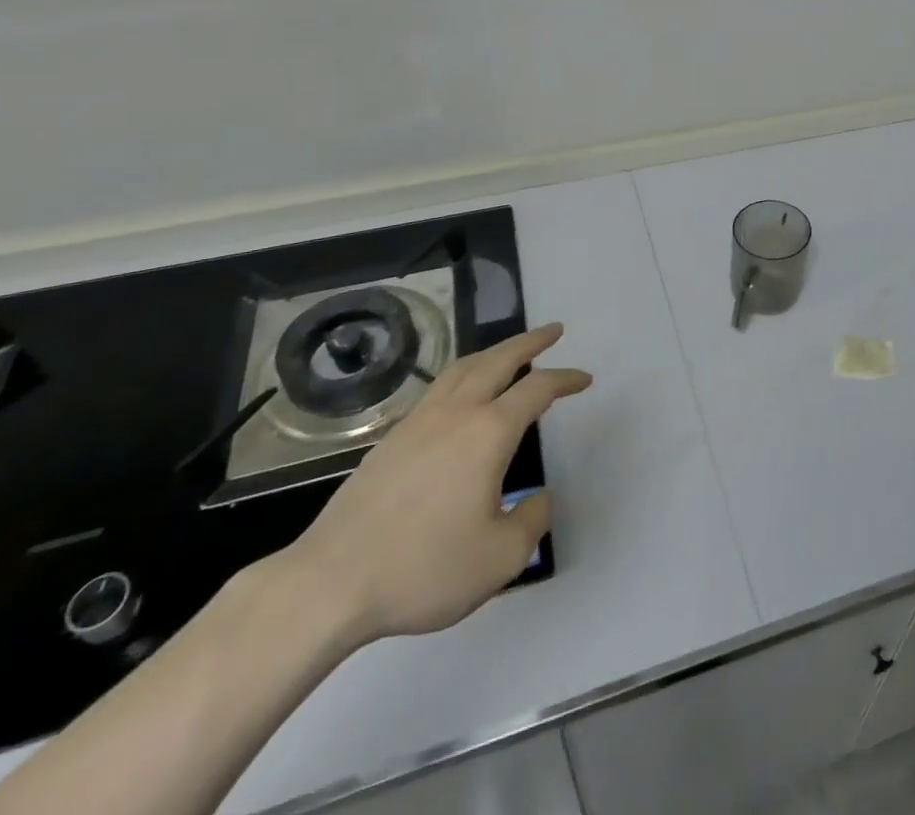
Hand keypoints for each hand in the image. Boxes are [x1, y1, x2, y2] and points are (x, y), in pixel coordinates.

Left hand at [278, 323, 590, 647]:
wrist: (330, 583)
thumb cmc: (423, 567)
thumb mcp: (499, 558)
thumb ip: (532, 522)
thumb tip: (539, 500)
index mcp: (489, 432)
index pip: (537, 389)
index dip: (565, 379)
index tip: (584, 378)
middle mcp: (456, 412)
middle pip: (499, 360)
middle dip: (530, 342)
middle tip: (553, 331)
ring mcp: (419, 421)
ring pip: (463, 368)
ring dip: (494, 352)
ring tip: (510, 352)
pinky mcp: (391, 439)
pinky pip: (439, 387)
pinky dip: (464, 374)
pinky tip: (461, 393)